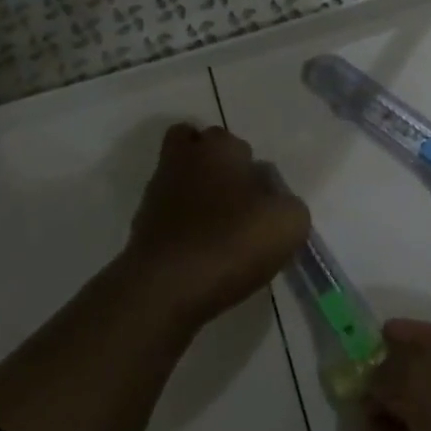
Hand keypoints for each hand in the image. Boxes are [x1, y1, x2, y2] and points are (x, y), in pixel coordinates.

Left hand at [121, 123, 309, 329]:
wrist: (166, 287)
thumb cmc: (232, 242)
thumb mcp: (289, 223)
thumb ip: (289, 204)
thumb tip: (275, 203)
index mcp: (219, 148)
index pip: (235, 142)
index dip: (249, 166)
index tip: (261, 197)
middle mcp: (183, 159)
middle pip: (197, 148)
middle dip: (215, 167)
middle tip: (237, 201)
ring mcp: (157, 191)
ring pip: (180, 180)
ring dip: (197, 196)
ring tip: (221, 231)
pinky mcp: (141, 224)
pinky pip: (169, 214)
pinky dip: (183, 225)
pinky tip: (201, 251)